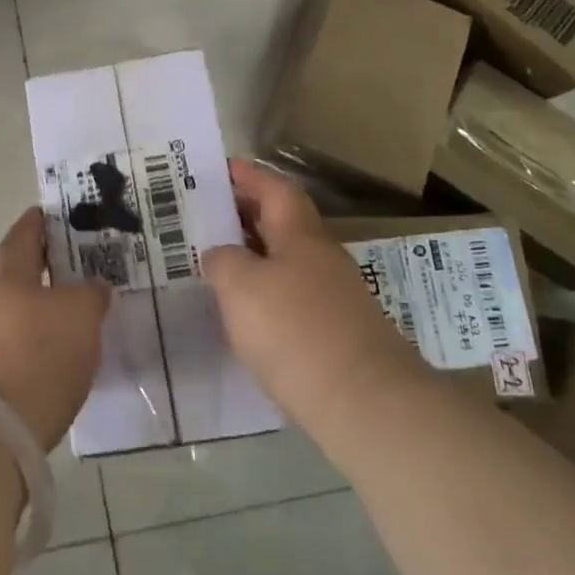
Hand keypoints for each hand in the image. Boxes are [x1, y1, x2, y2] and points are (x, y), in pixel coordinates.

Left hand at [0, 207, 111, 450]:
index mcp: (8, 272)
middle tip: (62, 261)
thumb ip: (92, 295)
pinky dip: (23, 334)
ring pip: (5, 305)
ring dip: (28, 301)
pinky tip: (45, 346)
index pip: (23, 234)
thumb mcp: (81, 317)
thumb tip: (95, 287)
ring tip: (61, 307)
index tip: (52, 214)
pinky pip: (4, 338)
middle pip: (7, 267)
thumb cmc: (39, 355)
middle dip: (31, 261)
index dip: (38, 222)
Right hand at [201, 160, 425, 432]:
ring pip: (288, 262)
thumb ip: (223, 261)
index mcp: (301, 235)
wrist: (366, 405)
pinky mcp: (339, 336)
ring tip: (218, 263)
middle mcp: (322, 258)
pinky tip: (246, 313)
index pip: (275, 189)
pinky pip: (294, 297)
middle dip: (247, 215)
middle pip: (283, 224)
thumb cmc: (296, 331)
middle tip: (208, 214)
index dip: (249, 176)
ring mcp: (335, 298)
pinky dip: (268, 294)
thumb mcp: (240, 287)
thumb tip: (220, 255)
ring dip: (256, 256)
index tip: (222, 169)